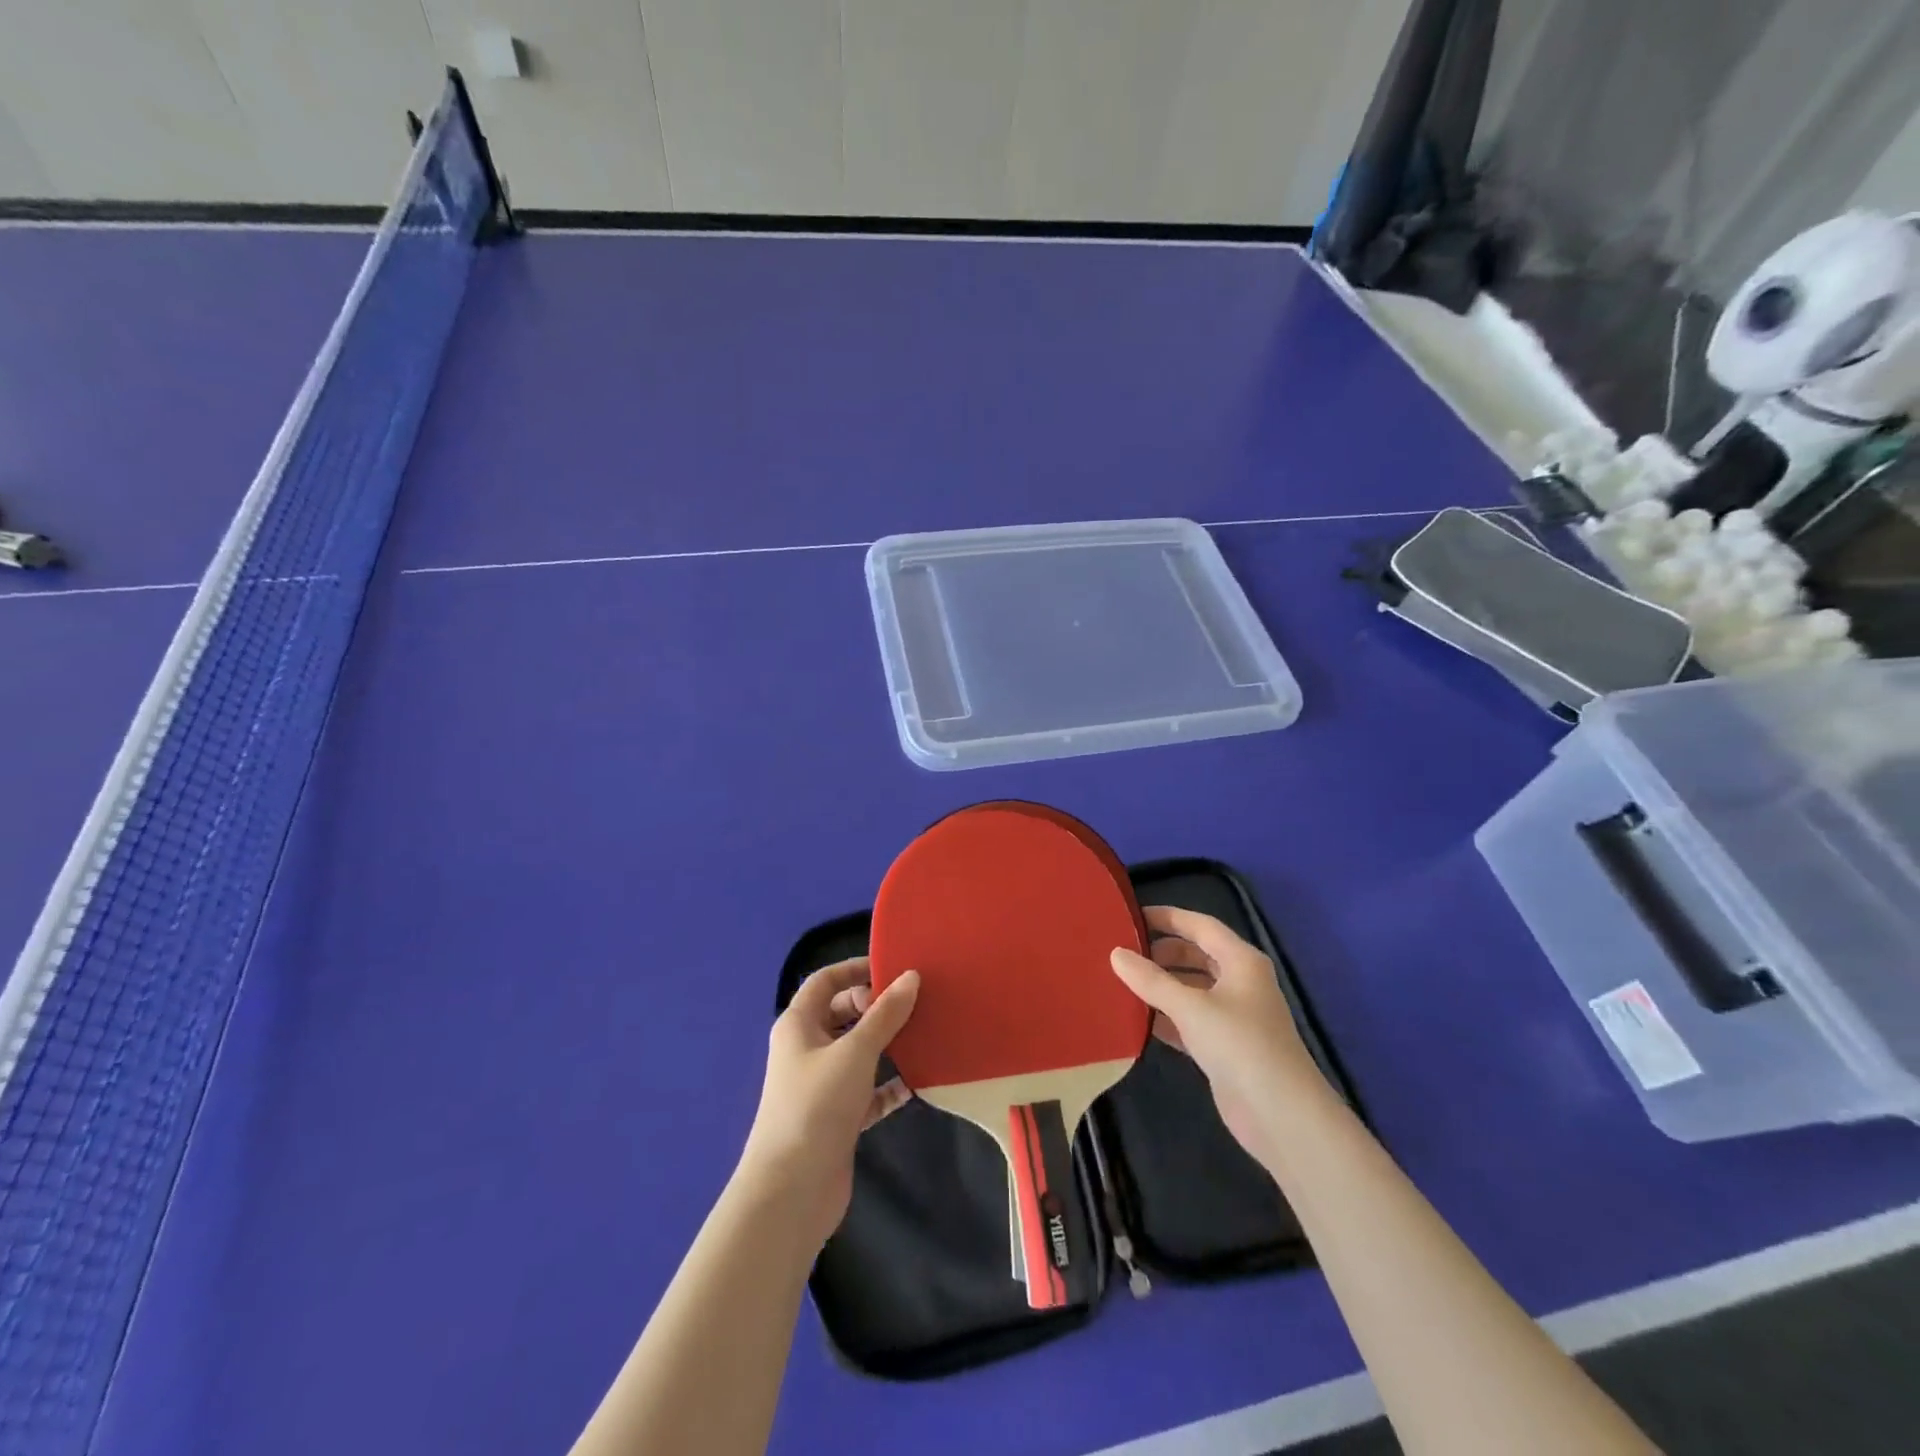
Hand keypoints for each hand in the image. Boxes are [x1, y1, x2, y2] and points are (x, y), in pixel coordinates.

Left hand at [739, 958, 919, 1248]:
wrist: (791, 1192)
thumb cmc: (817, 1106)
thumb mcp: (855, 1051)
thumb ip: (885, 1014)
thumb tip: (911, 977)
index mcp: (799, 1024)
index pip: (825, 981)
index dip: (855, 969)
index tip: (894, 968)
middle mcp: (806, 1049)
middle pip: (843, 1013)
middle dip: (876, 1006)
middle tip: (915, 1003)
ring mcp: (821, 1085)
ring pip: (858, 1052)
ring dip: (887, 1044)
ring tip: (925, 1033)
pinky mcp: (837, 1117)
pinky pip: (868, 1090)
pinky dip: (889, 1084)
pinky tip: (918, 1082)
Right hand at [1110, 906, 1324, 1163]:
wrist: (1281, 1116)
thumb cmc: (1239, 1045)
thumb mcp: (1191, 1007)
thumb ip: (1151, 980)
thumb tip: (1115, 953)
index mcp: (1241, 961)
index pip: (1200, 925)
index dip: (1167, 917)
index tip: (1131, 916)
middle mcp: (1239, 982)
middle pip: (1196, 955)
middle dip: (1161, 953)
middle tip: (1122, 953)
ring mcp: (1233, 1016)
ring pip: (1190, 989)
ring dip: (1161, 986)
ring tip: (1121, 983)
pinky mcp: (1223, 1046)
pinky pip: (1189, 1020)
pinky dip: (1165, 1016)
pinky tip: (1137, 1019)